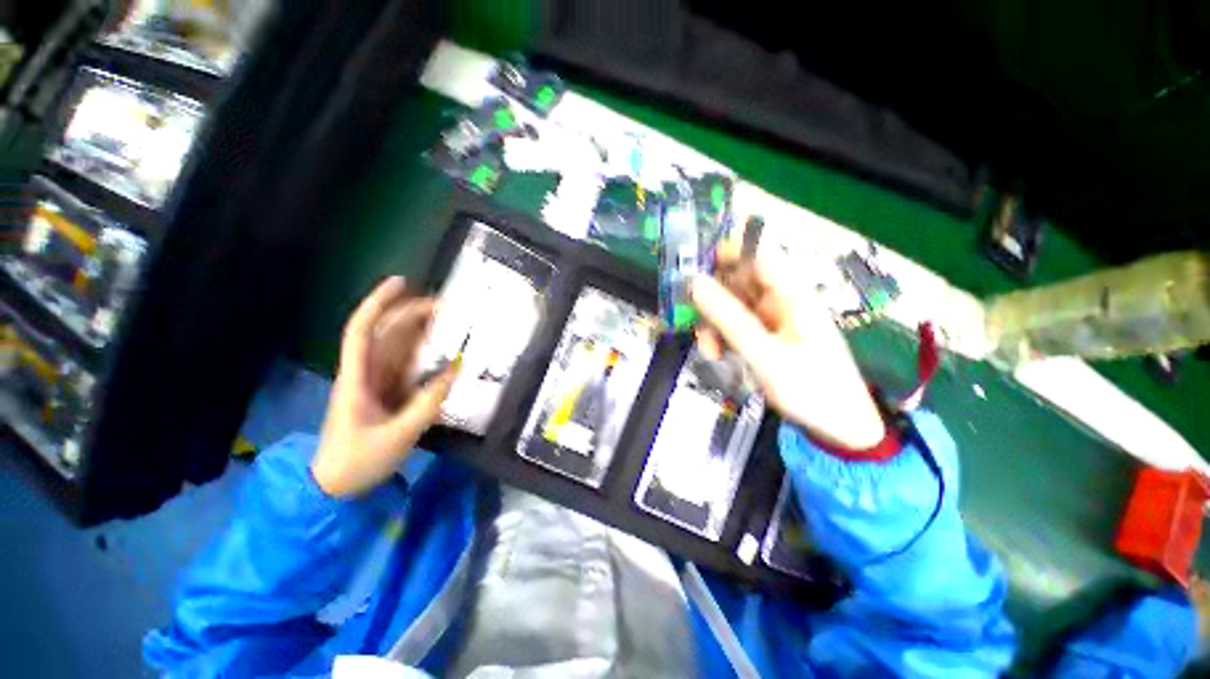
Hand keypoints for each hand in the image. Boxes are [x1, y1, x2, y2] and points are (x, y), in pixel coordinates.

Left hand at [311, 277, 457, 497]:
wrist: (335, 488)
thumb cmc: (357, 462)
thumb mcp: (397, 435)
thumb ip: (428, 402)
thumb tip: (455, 369)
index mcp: (356, 379)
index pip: (362, 331)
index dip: (379, 303)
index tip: (402, 282)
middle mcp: (365, 374)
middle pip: (386, 334)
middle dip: (411, 314)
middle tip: (446, 306)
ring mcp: (376, 384)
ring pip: (398, 348)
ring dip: (421, 332)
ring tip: (449, 321)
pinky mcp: (387, 395)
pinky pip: (407, 367)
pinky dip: (426, 356)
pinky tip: (444, 352)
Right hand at [691, 243, 885, 449]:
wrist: (837, 429)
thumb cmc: (810, 389)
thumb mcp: (764, 354)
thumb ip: (729, 318)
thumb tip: (695, 282)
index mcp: (793, 296)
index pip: (759, 257)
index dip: (729, 254)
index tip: (697, 269)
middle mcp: (782, 302)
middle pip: (740, 284)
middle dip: (714, 302)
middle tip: (696, 322)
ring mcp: (773, 322)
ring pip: (733, 308)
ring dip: (715, 326)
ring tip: (709, 352)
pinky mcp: (766, 339)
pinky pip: (736, 328)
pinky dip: (722, 340)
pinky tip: (717, 358)